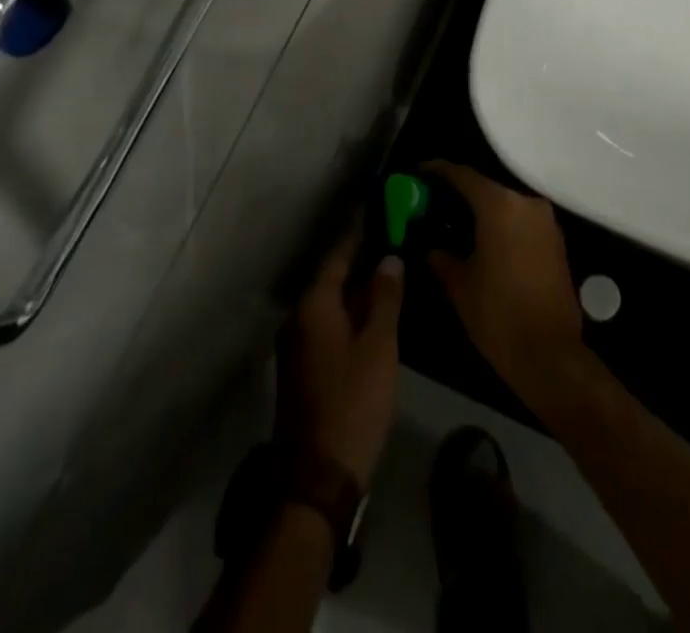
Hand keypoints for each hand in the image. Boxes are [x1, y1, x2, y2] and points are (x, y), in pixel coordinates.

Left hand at [275, 225, 404, 486]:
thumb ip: (384, 298)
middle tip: (393, 240)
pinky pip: (327, 322)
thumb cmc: (353, 403)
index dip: (360, 233)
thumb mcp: (378, 347)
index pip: (338, 255)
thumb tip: (389, 257)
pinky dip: (350, 311)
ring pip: (330, 302)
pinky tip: (374, 313)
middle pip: (332, 277)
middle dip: (361, 259)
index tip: (380, 212)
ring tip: (389, 271)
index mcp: (314, 305)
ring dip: (356, 287)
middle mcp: (298, 317)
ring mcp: (297, 343)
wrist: (317, 477)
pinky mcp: (303, 366)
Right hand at [423, 163, 585, 408]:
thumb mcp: (459, 285)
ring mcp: (545, 221)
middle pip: (486, 187)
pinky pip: (521, 220)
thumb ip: (441, 256)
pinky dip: (501, 223)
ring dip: (481, 209)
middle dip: (459, 192)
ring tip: (454, 223)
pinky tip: (482, 240)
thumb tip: (431, 245)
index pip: (463, 175)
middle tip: (433, 203)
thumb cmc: (498, 315)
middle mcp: (526, 203)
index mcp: (500, 206)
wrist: (550, 355)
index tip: (419, 173)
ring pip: (505, 203)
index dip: (438, 171)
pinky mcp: (556, 240)